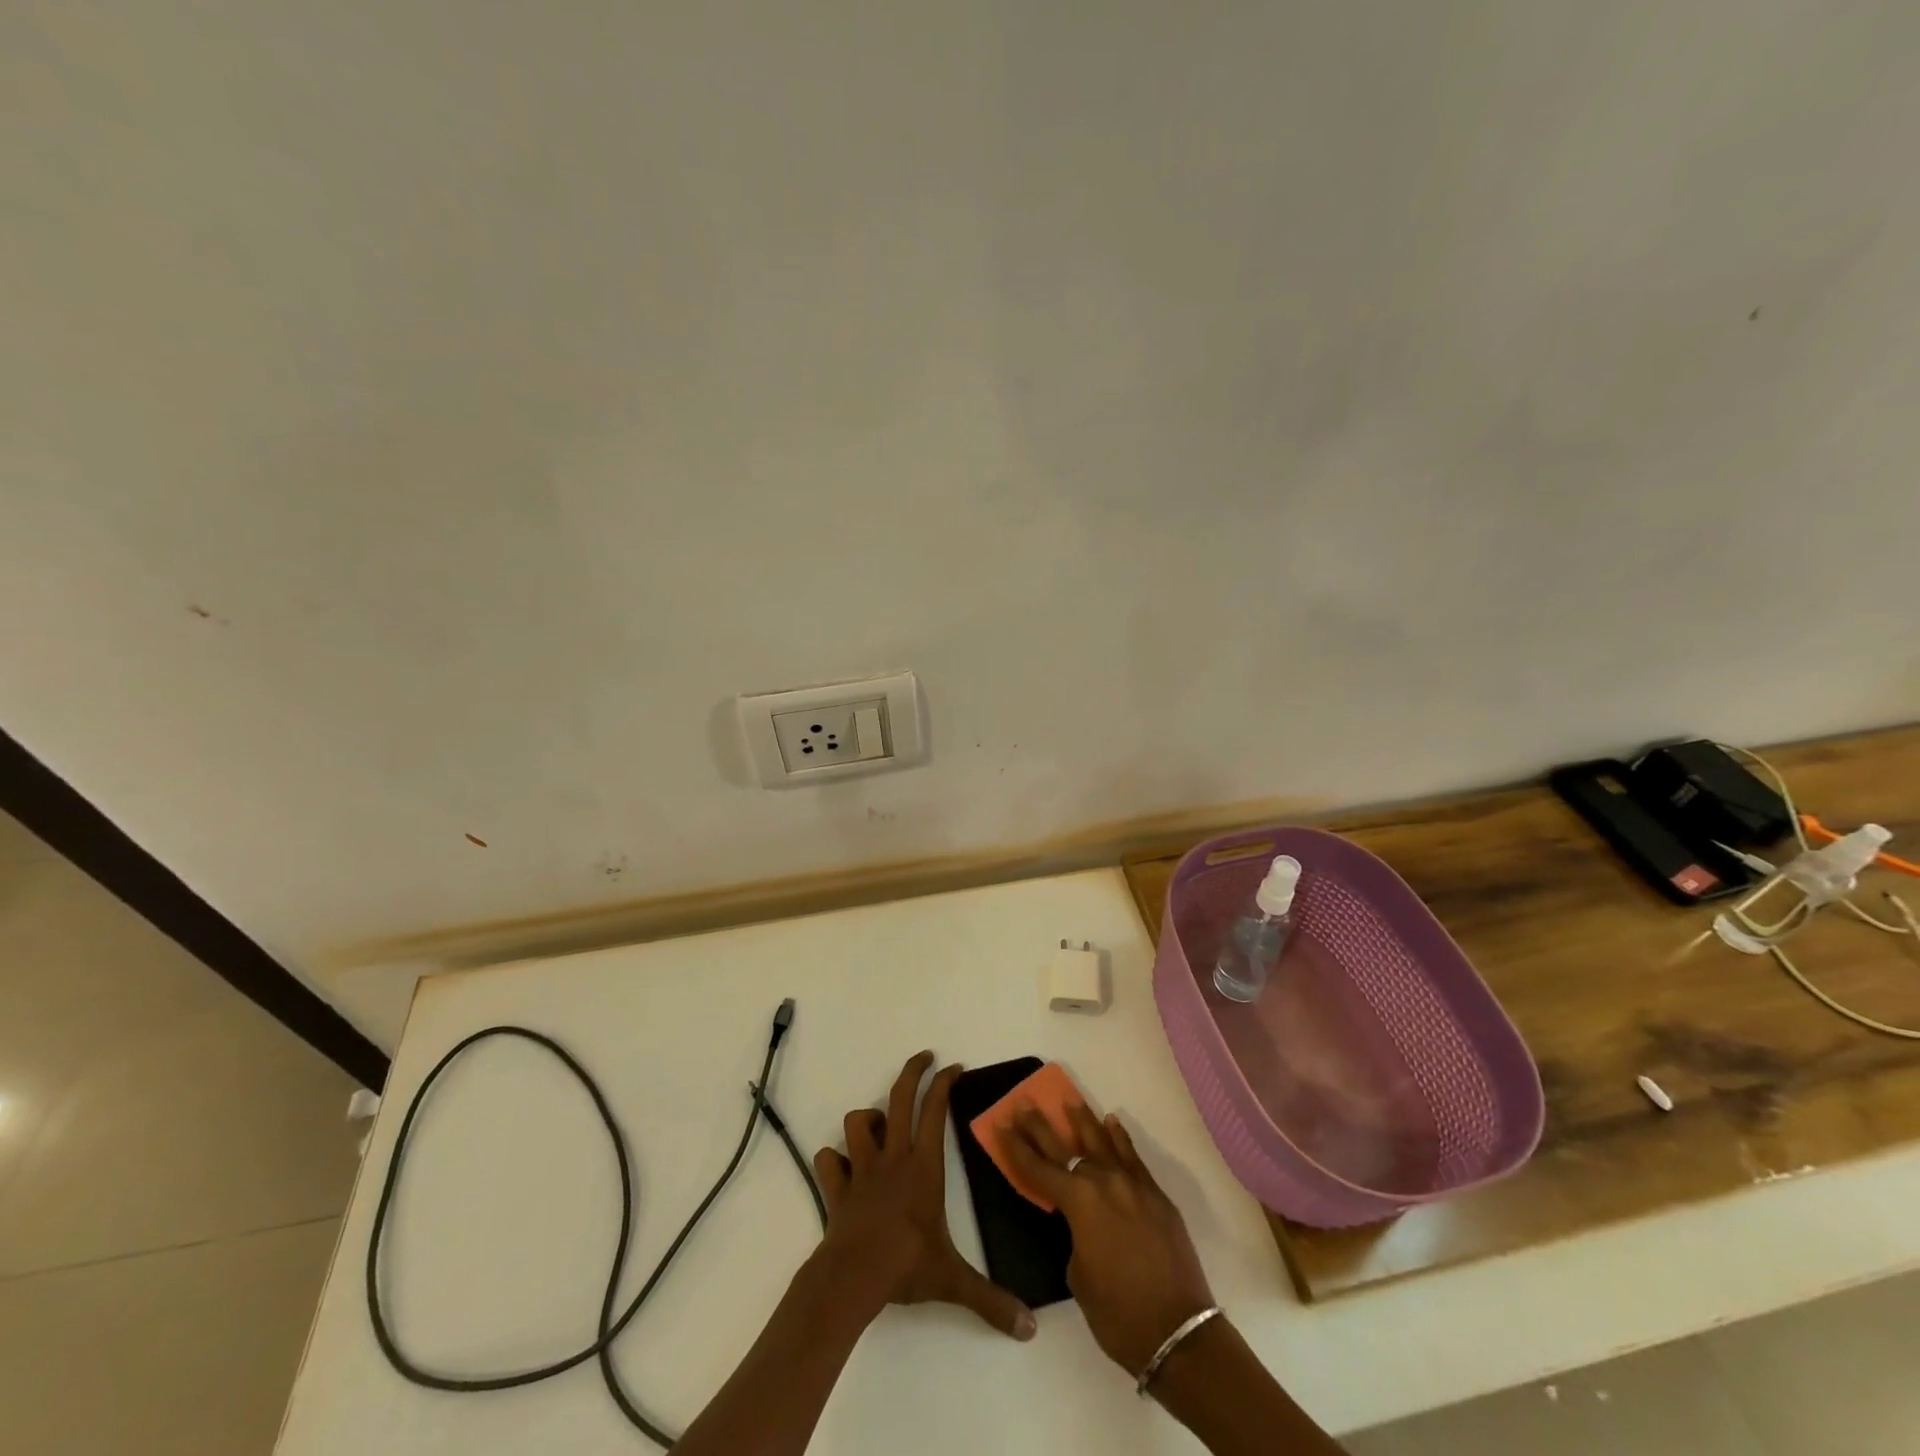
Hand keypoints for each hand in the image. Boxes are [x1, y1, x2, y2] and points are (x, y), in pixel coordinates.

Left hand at [811, 1051, 1035, 1340]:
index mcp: (923, 1167)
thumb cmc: (906, 1266)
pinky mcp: (837, 1188)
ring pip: (857, 1122)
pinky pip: (828, 1161)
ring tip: (879, 1126)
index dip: (944, 1084)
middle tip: (924, 1057)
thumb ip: (990, 1300)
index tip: (954, 1067)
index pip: (935, 1111)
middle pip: (898, 1099)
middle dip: (912, 1072)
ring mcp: (861, 1169)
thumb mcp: (954, 1280)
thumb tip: (1028, 1328)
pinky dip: (833, 1160)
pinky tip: (841, 1168)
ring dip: (867, 1119)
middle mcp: (893, 1158)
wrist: (853, 1278)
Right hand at [1003, 1102, 1214, 1374]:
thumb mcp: (1078, 1275)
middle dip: (1041, 1126)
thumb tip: (1086, 1224)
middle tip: (1024, 1104)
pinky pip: (1133, 1158)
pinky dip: (1120, 1139)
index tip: (1002, 1124)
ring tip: (1069, 1101)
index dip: (1017, 1148)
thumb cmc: (1118, 1314)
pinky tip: (1111, 1123)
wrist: (1179, 1333)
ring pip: (1102, 1143)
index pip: (1038, 1169)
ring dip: (1083, 1121)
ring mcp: (1133, 1185)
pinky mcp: (1157, 1195)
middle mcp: (1104, 1182)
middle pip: (1065, 1147)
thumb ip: (1076, 1236)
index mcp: (1079, 1203)